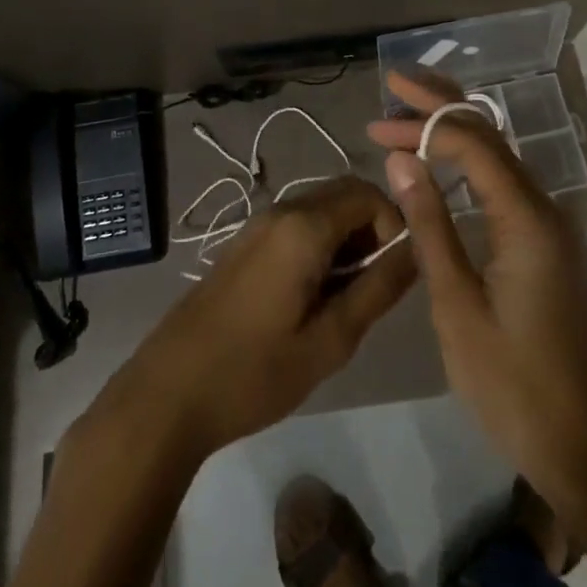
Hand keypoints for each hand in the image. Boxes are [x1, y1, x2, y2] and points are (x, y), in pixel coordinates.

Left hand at [91, 178, 414, 464]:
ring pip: (322, 210)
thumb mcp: (330, 340)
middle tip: (372, 286)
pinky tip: (311, 298)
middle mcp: (280, 210)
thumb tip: (418, 250)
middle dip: (372, 230)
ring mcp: (258, 225)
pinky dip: (320, 246)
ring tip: (343, 299)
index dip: (395, 225)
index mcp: (304, 227)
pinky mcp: (245, 243)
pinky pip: (297, 225)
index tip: (394, 273)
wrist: (168, 393)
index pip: (370, 194)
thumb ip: (379, 289)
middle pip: (345, 195)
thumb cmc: (253, 372)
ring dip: (346, 240)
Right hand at [369, 70, 586, 504]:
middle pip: (492, 136)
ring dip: (455, 129)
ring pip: (500, 156)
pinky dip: (469, 161)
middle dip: (442, 106)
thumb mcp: (456, 304)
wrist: (575, 440)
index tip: (376, 122)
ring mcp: (548, 226)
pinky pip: (504, 183)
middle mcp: (544, 209)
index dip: (424, 126)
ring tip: (409, 112)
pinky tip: (443, 161)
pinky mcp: (543, 243)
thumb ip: (429, 225)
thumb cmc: (508, 379)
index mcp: (526, 220)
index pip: (474, 146)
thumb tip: (400, 160)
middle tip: (395, 83)